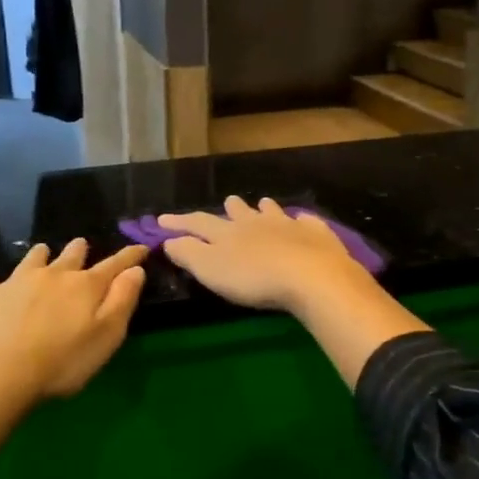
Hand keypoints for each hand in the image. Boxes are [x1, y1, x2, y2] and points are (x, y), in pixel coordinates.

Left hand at [0, 239, 148, 401]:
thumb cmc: (62, 361)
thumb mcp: (107, 335)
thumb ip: (122, 300)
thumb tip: (135, 270)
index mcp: (84, 286)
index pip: (113, 265)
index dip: (129, 256)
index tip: (141, 248)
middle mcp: (52, 276)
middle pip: (70, 256)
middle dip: (79, 250)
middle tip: (81, 244)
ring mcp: (15, 283)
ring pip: (32, 260)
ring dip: (40, 255)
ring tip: (42, 251)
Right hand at [159, 196, 370, 314]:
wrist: (311, 275)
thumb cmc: (254, 277)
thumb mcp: (210, 269)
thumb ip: (188, 253)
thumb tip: (169, 240)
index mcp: (227, 232)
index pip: (198, 223)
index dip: (179, 222)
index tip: (162, 219)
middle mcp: (256, 222)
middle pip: (239, 211)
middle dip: (231, 208)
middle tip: (228, 202)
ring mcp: (288, 225)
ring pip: (272, 211)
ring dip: (265, 208)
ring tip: (263, 203)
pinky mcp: (316, 234)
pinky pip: (307, 222)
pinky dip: (302, 221)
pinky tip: (303, 221)